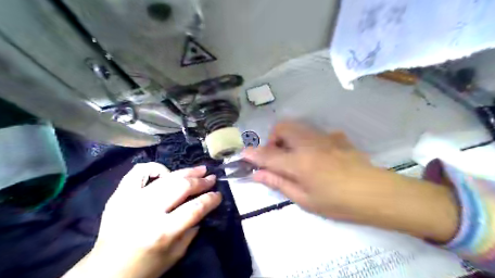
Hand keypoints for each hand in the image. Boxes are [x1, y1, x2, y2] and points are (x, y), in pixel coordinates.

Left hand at [64, 163, 221, 277]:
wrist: (105, 272)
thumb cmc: (144, 268)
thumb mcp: (175, 255)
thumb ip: (191, 230)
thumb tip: (202, 208)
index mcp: (162, 232)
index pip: (195, 208)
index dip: (210, 199)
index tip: (218, 194)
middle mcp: (147, 212)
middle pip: (182, 187)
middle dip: (201, 181)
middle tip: (212, 178)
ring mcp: (131, 200)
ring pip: (166, 176)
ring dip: (186, 171)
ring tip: (199, 169)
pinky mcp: (118, 196)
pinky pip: (138, 172)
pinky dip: (154, 168)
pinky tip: (166, 172)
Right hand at [244, 121, 460, 241]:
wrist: (377, 193)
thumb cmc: (338, 202)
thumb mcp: (305, 199)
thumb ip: (279, 183)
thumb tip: (258, 174)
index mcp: (299, 162)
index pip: (268, 154)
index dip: (253, 154)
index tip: (243, 155)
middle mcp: (309, 143)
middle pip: (282, 128)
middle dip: (273, 139)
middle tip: (277, 157)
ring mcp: (324, 137)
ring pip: (297, 127)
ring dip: (288, 138)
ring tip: (294, 156)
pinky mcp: (336, 137)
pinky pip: (314, 133)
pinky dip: (306, 141)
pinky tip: (316, 156)